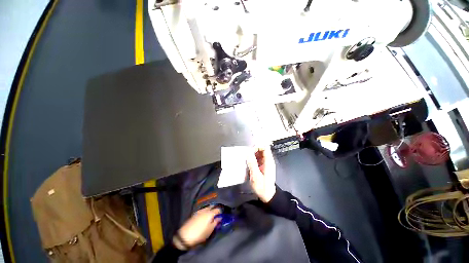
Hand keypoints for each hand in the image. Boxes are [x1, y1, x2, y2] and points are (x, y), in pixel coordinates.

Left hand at [173, 206, 220, 249]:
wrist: (184, 236)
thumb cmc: (199, 234)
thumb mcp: (210, 230)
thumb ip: (216, 223)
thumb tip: (220, 217)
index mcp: (210, 213)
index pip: (218, 209)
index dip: (221, 212)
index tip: (222, 216)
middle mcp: (205, 210)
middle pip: (212, 206)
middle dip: (215, 209)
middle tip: (217, 215)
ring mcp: (199, 211)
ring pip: (207, 207)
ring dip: (210, 210)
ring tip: (211, 216)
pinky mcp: (194, 214)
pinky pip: (202, 210)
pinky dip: (205, 211)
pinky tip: (204, 217)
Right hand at [247, 147, 275, 202]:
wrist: (267, 195)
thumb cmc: (262, 187)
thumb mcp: (256, 176)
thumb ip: (252, 164)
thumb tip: (248, 153)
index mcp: (268, 162)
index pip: (265, 148)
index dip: (258, 146)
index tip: (250, 150)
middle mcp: (268, 160)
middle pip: (262, 149)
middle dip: (254, 150)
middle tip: (246, 155)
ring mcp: (265, 163)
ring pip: (259, 153)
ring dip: (252, 154)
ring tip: (246, 158)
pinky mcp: (262, 166)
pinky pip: (258, 158)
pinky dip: (253, 158)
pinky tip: (248, 162)